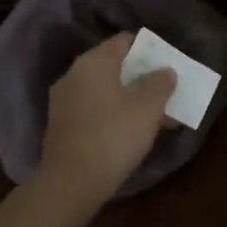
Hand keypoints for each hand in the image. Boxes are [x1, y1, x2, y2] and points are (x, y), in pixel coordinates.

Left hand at [40, 35, 175, 211]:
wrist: (70, 185)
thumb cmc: (113, 136)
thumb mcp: (149, 108)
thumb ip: (161, 83)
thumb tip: (165, 71)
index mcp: (94, 62)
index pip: (125, 41)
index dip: (149, 49)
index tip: (166, 64)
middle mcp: (74, 74)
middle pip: (114, 66)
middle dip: (140, 76)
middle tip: (164, 90)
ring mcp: (63, 101)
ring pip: (104, 90)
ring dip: (128, 97)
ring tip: (153, 114)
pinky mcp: (60, 126)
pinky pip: (93, 108)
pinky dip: (112, 113)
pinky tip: (130, 131)